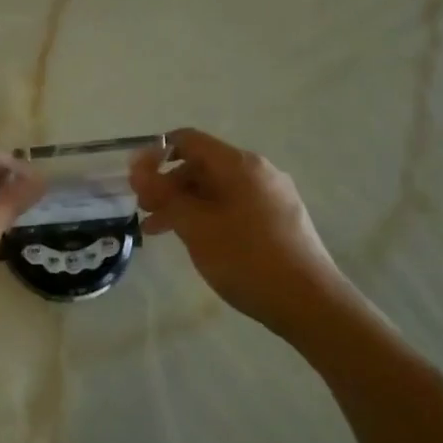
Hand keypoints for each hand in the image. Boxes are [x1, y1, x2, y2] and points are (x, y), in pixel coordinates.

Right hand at [130, 128, 350, 344]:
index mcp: (240, 165)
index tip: (133, 181)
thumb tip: (137, 168)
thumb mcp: (195, 226)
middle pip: (202, 165)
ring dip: (183, 204)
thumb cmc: (246, 259)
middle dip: (167, 184)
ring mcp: (272, 196)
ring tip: (158, 231)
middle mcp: (259, 171)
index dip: (155, 154)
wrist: (309, 302)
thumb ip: (164, 195)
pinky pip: (233, 205)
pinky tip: (195, 240)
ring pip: (216, 188)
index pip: (188, 140)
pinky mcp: (279, 219)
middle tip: (143, 211)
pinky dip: (206, 215)